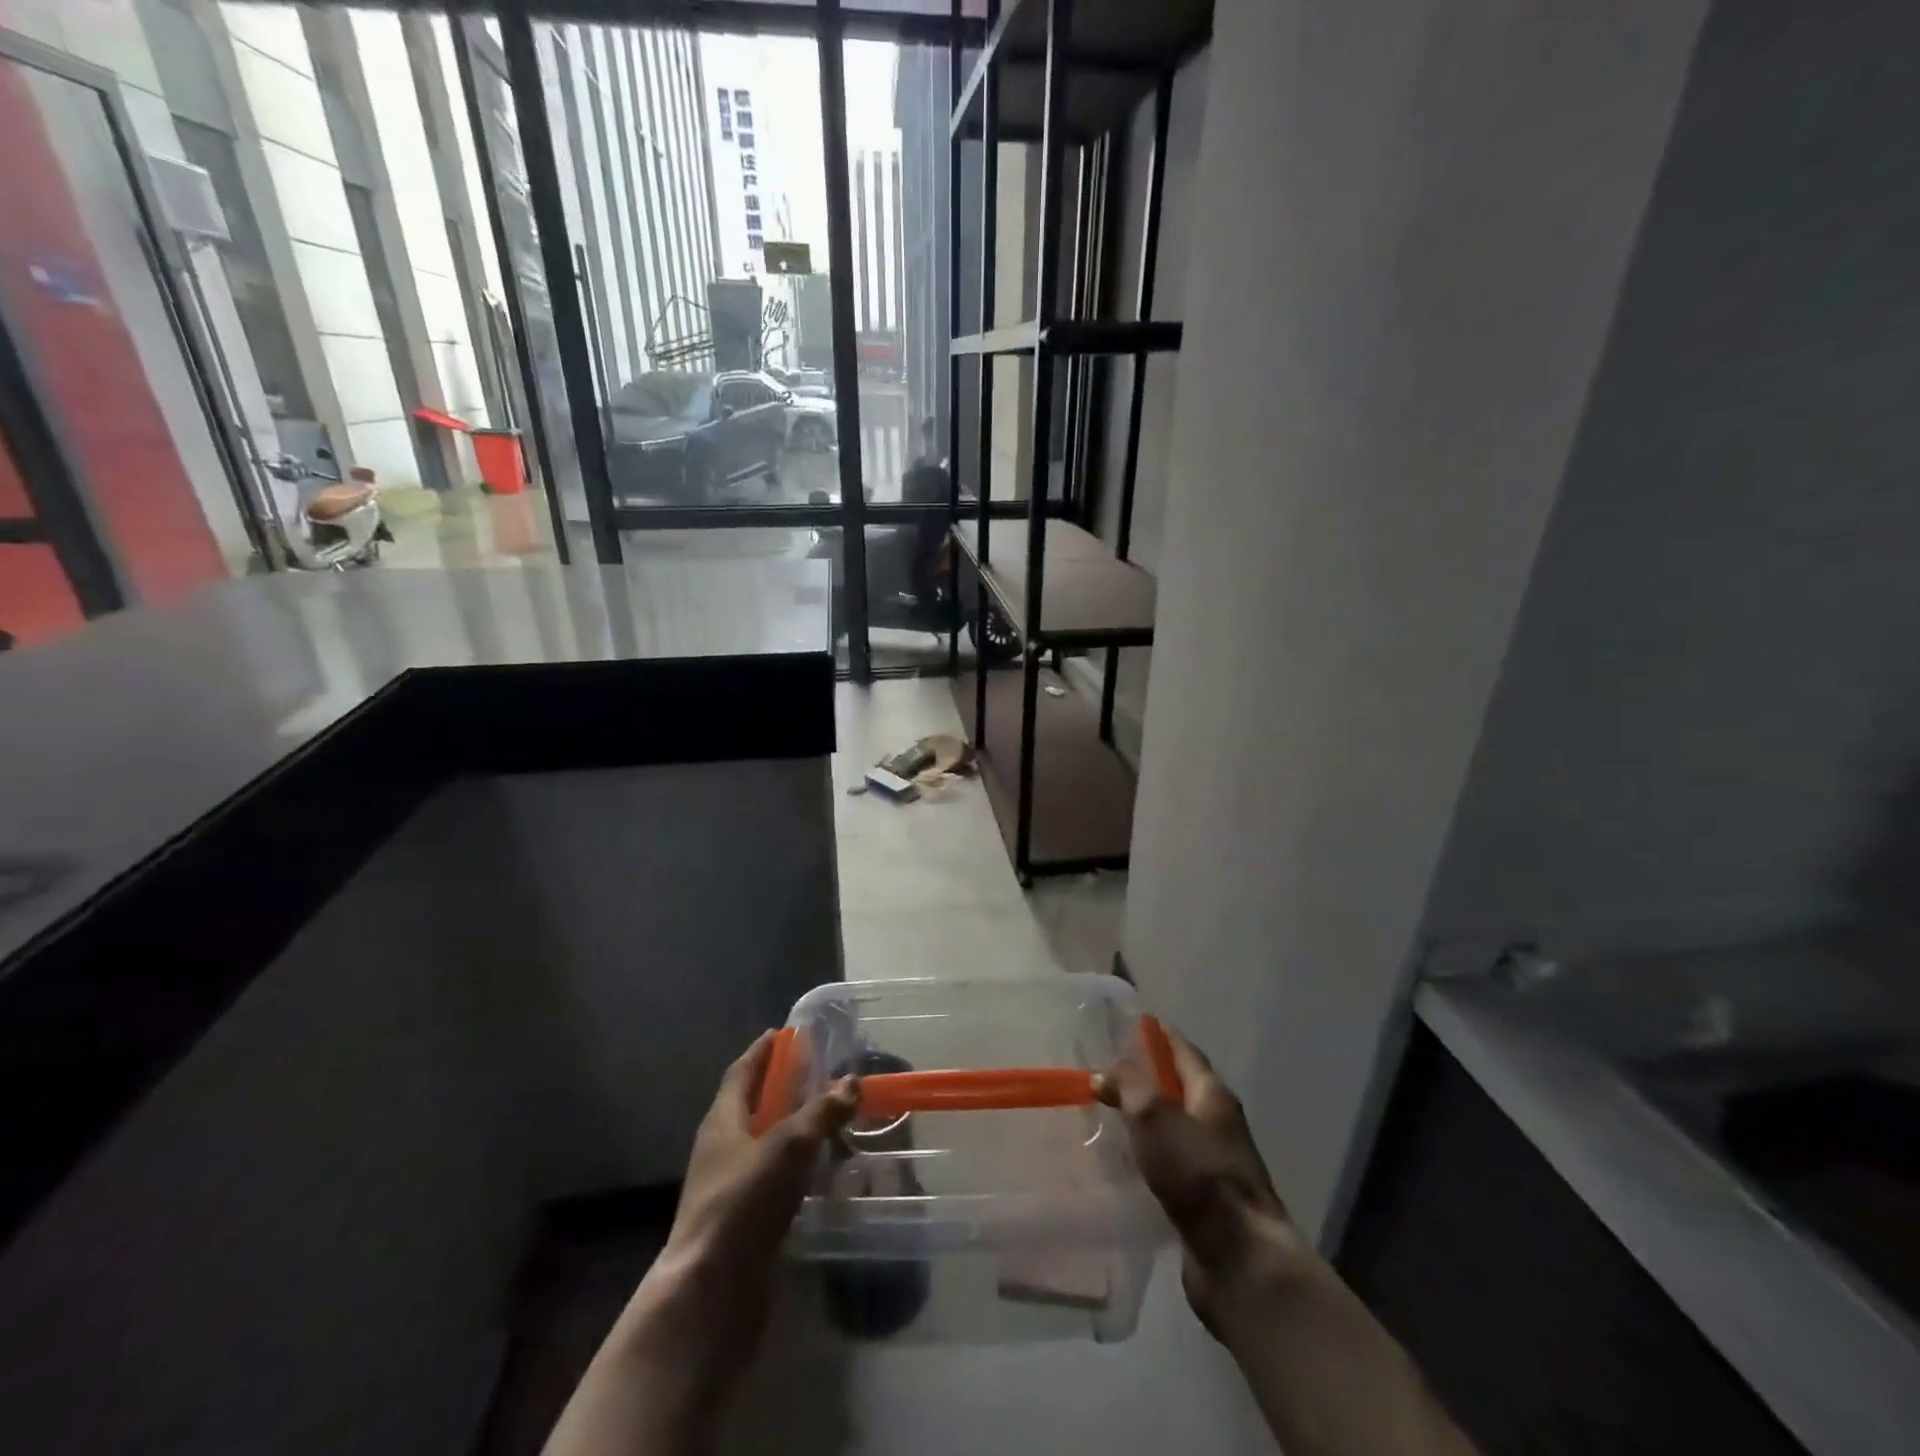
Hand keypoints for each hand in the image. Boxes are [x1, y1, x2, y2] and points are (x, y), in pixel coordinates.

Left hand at [543, 1037, 855, 1455]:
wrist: (710, 1293)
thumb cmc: (743, 1204)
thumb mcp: (788, 1147)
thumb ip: (821, 1112)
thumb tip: (851, 1081)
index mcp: (722, 1121)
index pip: (742, 1072)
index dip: (763, 1051)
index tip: (786, 1033)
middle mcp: (723, 1148)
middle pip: (753, 1105)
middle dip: (783, 1086)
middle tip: (820, 1072)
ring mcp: (731, 1187)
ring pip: (766, 1143)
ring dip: (793, 1127)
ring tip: (830, 1117)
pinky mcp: (745, 1220)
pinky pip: (774, 1178)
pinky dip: (797, 1166)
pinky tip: (823, 1170)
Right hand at [1096, 1026, 1309, 1336]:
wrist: (1239, 1259)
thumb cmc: (1197, 1174)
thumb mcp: (1154, 1115)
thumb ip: (1128, 1085)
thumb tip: (1105, 1073)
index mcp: (1212, 1094)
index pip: (1184, 1051)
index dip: (1159, 1035)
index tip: (1133, 1023)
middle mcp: (1218, 1123)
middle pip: (1180, 1088)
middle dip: (1149, 1077)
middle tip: (1109, 1071)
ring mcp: (1215, 1163)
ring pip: (1174, 1127)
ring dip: (1147, 1118)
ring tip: (1110, 1114)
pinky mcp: (1205, 1200)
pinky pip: (1172, 1164)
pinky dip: (1149, 1154)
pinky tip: (1126, 1162)